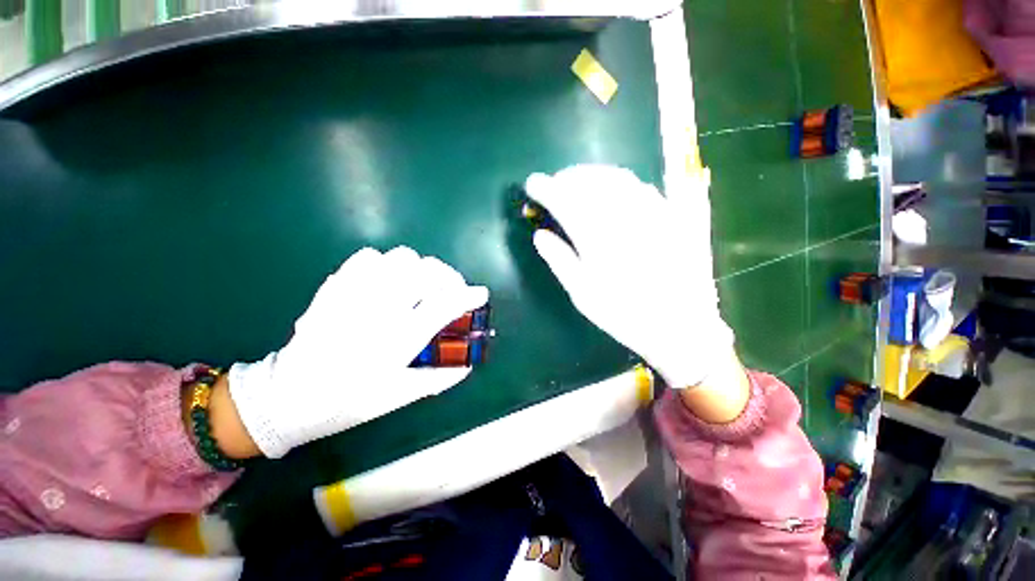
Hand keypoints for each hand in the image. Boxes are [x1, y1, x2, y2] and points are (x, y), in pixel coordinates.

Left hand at [228, 247, 488, 457]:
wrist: (286, 397)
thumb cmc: (347, 402)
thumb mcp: (399, 396)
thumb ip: (439, 378)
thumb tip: (469, 364)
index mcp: (397, 339)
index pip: (445, 304)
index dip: (469, 296)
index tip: (481, 294)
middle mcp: (380, 309)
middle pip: (427, 271)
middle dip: (449, 277)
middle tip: (451, 290)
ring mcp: (355, 293)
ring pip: (401, 257)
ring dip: (421, 268)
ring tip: (421, 285)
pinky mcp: (336, 286)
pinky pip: (368, 256)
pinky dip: (387, 263)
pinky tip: (388, 280)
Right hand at [525, 164, 733, 389]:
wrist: (679, 325)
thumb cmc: (623, 314)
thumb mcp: (582, 294)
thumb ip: (560, 260)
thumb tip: (539, 235)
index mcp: (596, 238)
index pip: (563, 200)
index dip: (544, 188)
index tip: (531, 183)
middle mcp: (622, 217)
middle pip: (589, 181)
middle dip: (566, 177)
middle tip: (553, 182)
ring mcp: (649, 212)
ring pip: (615, 177)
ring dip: (591, 173)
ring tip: (577, 179)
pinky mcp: (669, 215)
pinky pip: (640, 185)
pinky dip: (619, 179)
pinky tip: (612, 187)